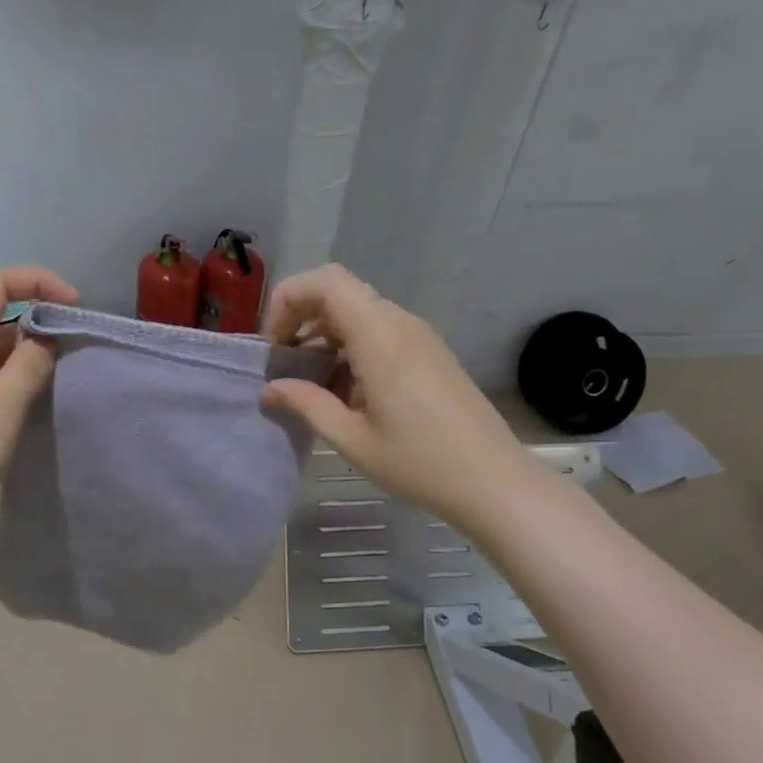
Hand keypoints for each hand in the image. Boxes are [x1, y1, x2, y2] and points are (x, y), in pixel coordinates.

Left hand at [0, 265, 77, 557]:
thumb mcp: (2, 405)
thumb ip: (30, 365)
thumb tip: (45, 338)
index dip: (37, 281)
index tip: (75, 306)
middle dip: (41, 325)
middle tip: (78, 354)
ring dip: (31, 362)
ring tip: (65, 385)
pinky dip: (17, 390)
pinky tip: (37, 413)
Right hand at [260, 265, 517, 521]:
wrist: (493, 480)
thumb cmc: (419, 462)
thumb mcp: (351, 439)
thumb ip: (306, 405)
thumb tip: (270, 389)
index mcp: (378, 336)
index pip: (325, 282)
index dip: (289, 300)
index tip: (275, 346)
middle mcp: (399, 323)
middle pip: (339, 292)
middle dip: (301, 318)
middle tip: (284, 363)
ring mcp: (418, 336)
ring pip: (358, 312)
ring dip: (325, 335)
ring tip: (310, 383)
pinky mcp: (428, 353)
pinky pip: (379, 332)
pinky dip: (350, 347)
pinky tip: (346, 392)